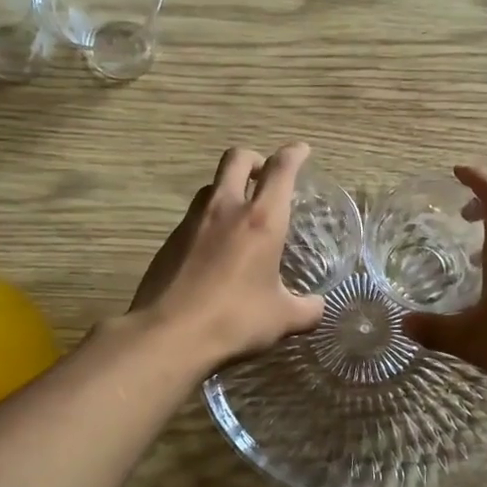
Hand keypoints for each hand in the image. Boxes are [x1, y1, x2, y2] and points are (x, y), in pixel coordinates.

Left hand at [129, 143, 325, 369]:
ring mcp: (192, 222)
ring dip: (228, 188)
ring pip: (211, 186)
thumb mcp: (282, 319)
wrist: (169, 334)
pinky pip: (193, 217)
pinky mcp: (169, 241)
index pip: (281, 169)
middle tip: (265, 175)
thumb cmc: (235, 320)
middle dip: (255, 159)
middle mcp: (226, 209)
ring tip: (239, 213)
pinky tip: (213, 249)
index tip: (301, 151)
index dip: (294, 154)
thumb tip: (317, 307)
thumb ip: (306, 309)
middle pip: (237, 159)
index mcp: (262, 220)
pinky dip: (208, 220)